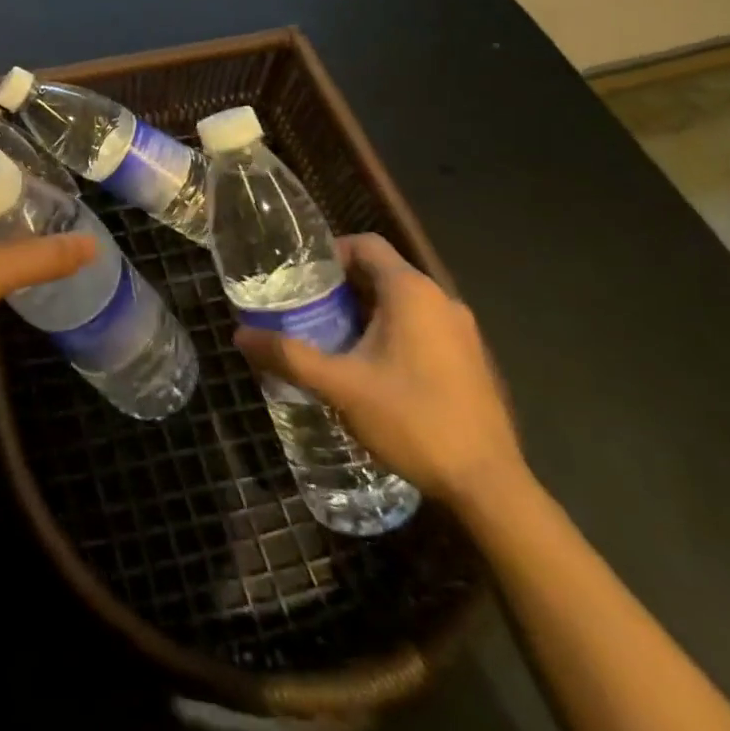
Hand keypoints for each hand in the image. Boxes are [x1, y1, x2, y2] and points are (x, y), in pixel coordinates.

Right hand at [234, 234, 523, 512]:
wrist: (489, 487)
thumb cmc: (412, 420)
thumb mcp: (339, 386)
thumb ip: (288, 355)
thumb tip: (240, 335)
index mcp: (411, 292)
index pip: (365, 244)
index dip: (330, 252)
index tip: (301, 278)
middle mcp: (441, 300)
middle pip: (382, 272)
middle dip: (341, 286)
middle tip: (306, 309)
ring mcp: (462, 331)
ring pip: (403, 301)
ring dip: (366, 311)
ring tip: (332, 338)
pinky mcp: (471, 360)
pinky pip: (423, 326)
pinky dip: (393, 332)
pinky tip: (372, 369)